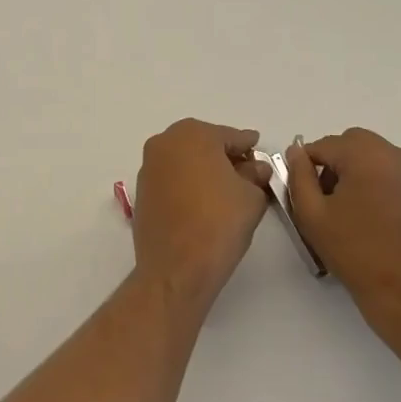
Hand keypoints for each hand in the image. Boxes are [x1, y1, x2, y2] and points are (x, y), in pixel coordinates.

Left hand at [132, 120, 271, 308]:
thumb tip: (254, 169)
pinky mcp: (141, 189)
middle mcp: (165, 141)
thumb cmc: (219, 223)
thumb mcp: (251, 197)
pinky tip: (202, 201)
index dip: (248, 147)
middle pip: (203, 143)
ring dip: (203, 169)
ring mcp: (149, 165)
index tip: (259, 153)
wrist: (176, 267)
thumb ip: (255, 175)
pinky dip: (187, 182)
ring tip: (225, 190)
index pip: (230, 136)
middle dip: (224, 156)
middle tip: (246, 173)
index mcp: (193, 134)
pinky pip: (171, 177)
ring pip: (184, 159)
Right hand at [285, 129, 400, 340]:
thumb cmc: (357, 253)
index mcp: (365, 154)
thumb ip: (299, 176)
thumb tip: (296, 152)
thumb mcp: (312, 215)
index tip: (304, 195)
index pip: (323, 145)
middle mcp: (396, 155)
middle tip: (327, 201)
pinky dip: (380, 187)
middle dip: (335, 164)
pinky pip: (396, 177)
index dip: (306, 167)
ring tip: (352, 214)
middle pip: (353, 145)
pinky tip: (376, 222)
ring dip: (358, 174)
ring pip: (376, 159)